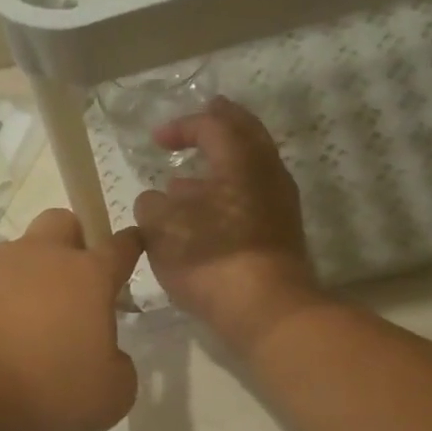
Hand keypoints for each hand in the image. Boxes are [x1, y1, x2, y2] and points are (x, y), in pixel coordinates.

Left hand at [0, 210, 145, 430]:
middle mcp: (38, 258)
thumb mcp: (110, 397)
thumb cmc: (46, 390)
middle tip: (70, 284)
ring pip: (13, 255)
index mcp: (86, 277)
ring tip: (17, 325)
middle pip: (61, 224)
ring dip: (22, 279)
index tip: (132, 244)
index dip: (129, 246)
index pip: (119, 247)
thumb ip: (118, 368)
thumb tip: (108, 357)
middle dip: (71, 242)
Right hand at [134, 98, 322, 355]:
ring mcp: (279, 206)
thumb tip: (156, 201)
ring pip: (248, 173)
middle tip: (202, 121)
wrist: (264, 308)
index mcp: (241, 160)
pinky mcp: (279, 236)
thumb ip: (152, 206)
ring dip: (218, 171)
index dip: (182, 126)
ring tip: (186, 184)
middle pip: (245, 138)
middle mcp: (267, 174)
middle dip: (219, 129)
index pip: (212, 126)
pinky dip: (224, 199)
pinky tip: (202, 220)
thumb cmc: (210, 257)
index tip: (156, 139)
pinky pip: (249, 202)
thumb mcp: (162, 228)